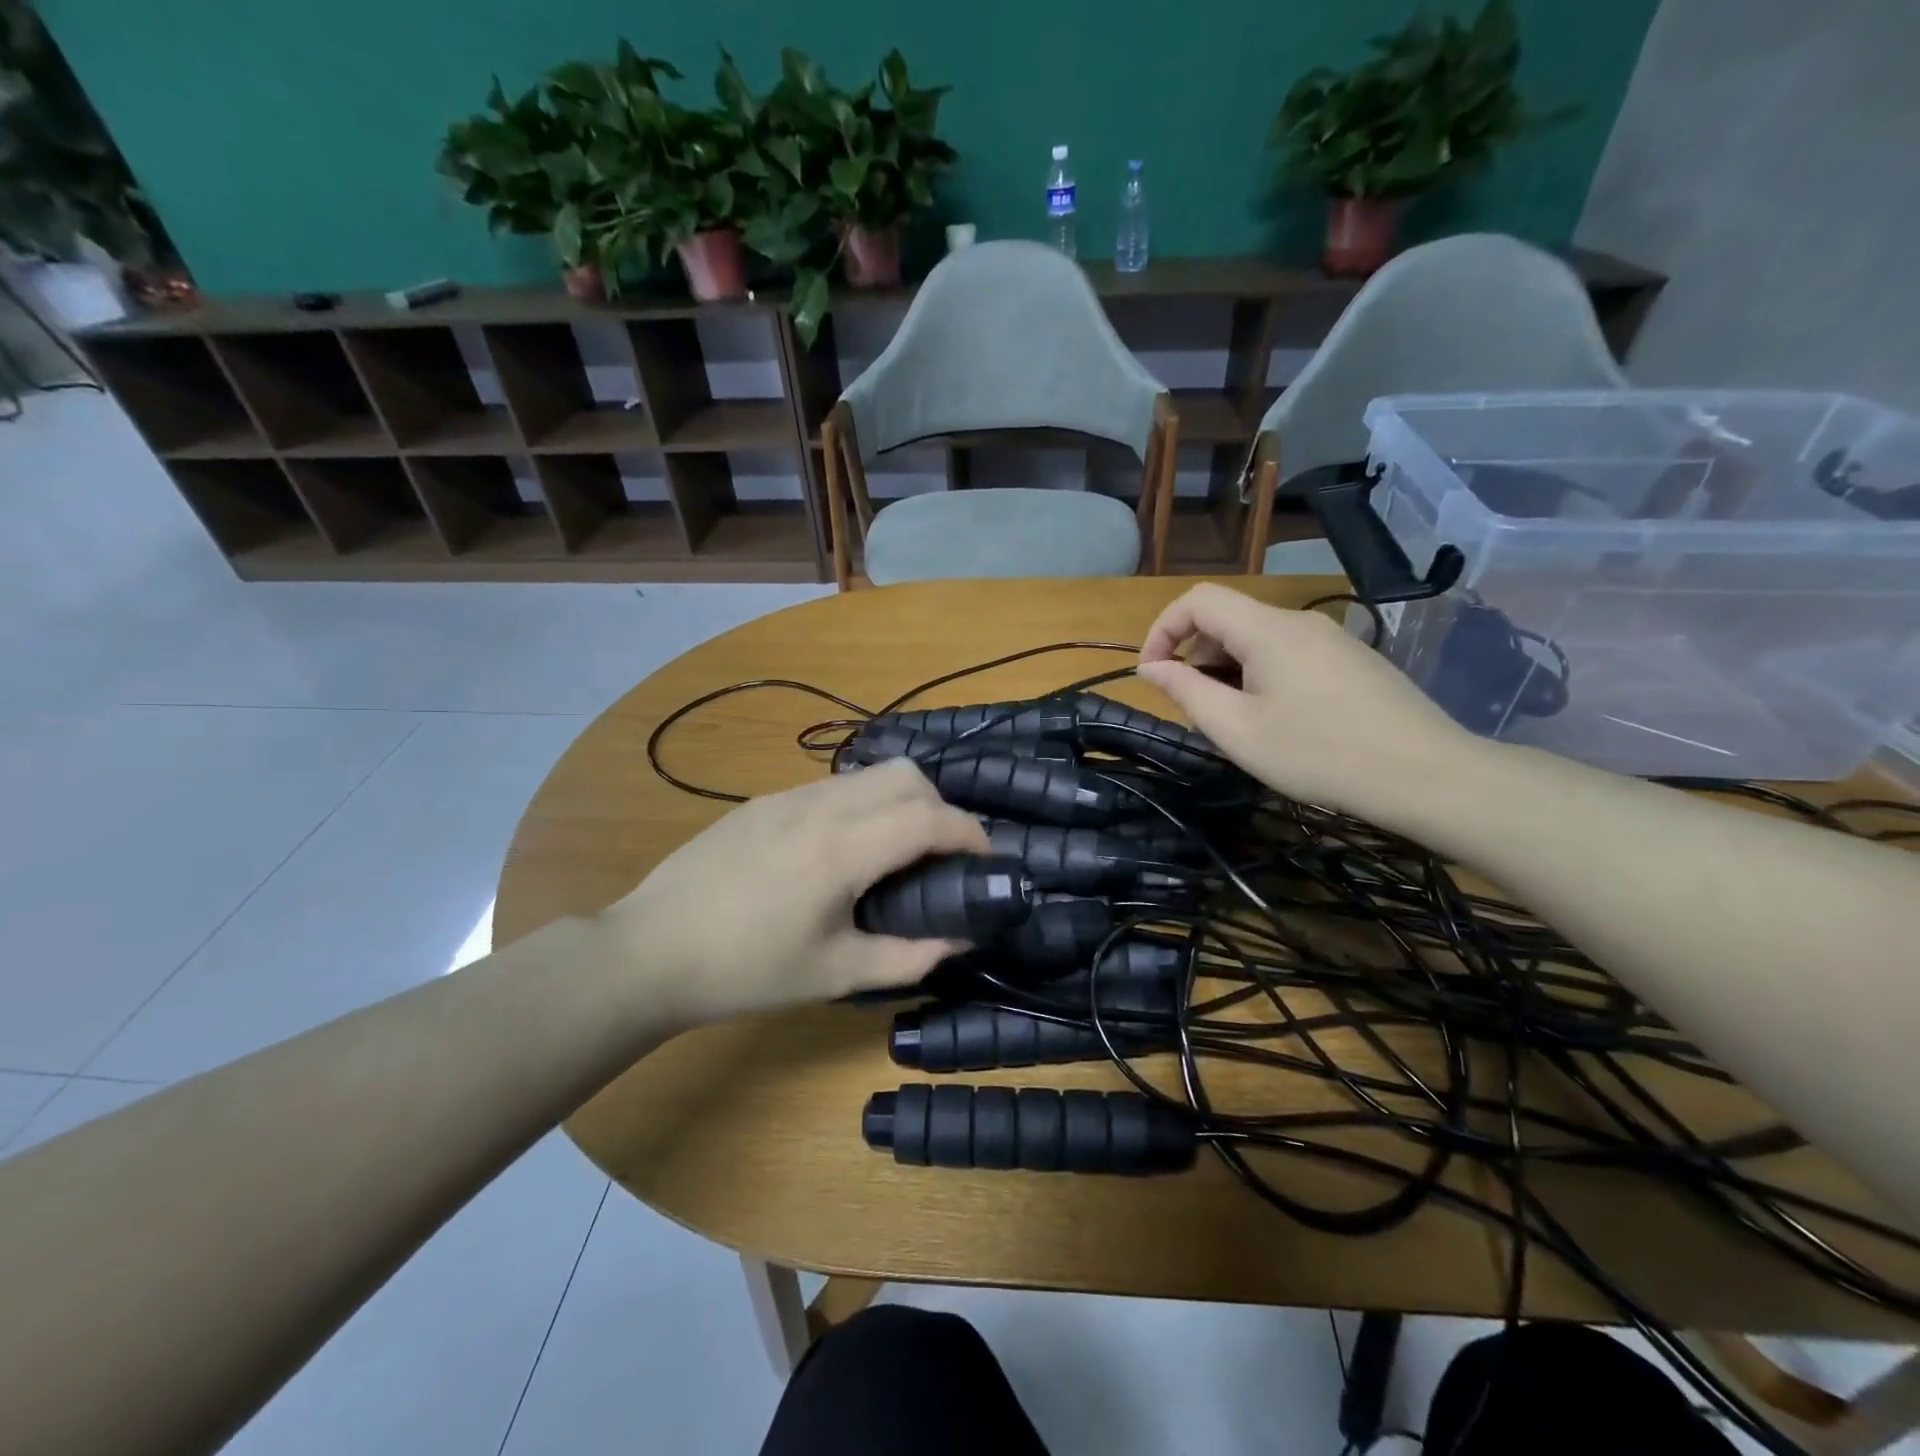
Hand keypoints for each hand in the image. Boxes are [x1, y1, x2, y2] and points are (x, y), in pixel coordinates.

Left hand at [602, 759, 990, 1026]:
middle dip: (941, 807)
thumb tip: (961, 936)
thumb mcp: (835, 974)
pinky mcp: (764, 801)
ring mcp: (788, 797)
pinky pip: (833, 786)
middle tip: (940, 855)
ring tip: (895, 851)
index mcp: (843, 849)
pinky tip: (843, 850)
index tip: (986, 859)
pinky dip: (863, 804)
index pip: (931, 818)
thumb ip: (909, 956)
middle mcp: (821, 807)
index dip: (971, 833)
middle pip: (908, 776)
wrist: (651, 950)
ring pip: (870, 775)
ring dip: (901, 801)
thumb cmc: (747, 970)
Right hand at [1136, 583, 1479, 828]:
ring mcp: (1332, 639)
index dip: (1162, 629)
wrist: (1426, 775)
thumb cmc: (1319, 754)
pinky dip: (1262, 675)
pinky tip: (1279, 721)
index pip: (1198, 600)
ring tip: (1236, 721)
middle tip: (1197, 710)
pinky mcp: (1353, 660)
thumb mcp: (1237, 730)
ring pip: (1259, 638)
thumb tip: (1151, 667)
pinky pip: (1290, 653)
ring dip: (1228, 669)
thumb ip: (1186, 692)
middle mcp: (1299, 622)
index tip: (1152, 674)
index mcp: (1267, 630)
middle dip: (1196, 655)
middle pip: (1228, 618)